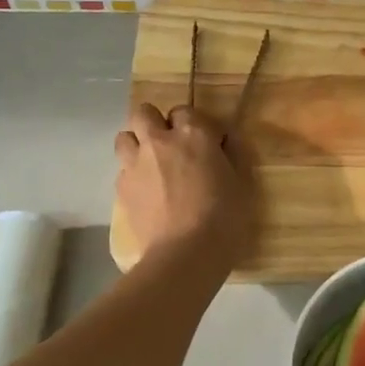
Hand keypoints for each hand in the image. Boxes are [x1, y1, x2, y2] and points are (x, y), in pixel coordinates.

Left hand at [114, 102, 254, 268]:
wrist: (185, 254)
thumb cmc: (223, 218)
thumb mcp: (242, 183)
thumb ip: (233, 154)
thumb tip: (225, 139)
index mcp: (193, 134)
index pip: (185, 110)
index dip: (193, 125)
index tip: (204, 143)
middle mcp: (159, 141)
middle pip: (144, 113)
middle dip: (154, 123)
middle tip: (169, 145)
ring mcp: (135, 163)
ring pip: (124, 137)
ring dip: (136, 144)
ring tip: (150, 163)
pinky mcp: (122, 188)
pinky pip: (122, 170)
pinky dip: (132, 174)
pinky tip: (145, 192)